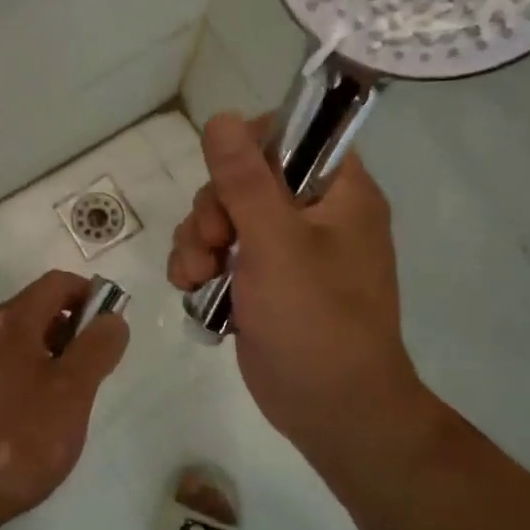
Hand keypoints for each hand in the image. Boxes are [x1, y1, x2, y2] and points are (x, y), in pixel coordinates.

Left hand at [0, 270, 129, 529]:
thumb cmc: (16, 439)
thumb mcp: (71, 393)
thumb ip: (96, 349)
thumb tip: (112, 318)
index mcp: (10, 322)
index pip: (58, 283)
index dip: (90, 295)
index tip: (112, 328)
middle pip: (36, 310)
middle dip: (72, 329)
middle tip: (93, 371)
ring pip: (17, 341)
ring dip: (49, 355)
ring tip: (66, 399)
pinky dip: (24, 376)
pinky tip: (32, 417)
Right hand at [168, 114, 429, 476]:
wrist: (331, 412)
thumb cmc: (316, 322)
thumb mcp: (277, 245)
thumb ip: (245, 180)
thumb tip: (220, 117)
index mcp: (338, 192)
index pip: (293, 134)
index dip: (251, 146)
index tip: (228, 176)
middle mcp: (312, 214)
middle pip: (243, 177)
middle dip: (213, 208)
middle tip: (214, 242)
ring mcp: (283, 250)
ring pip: (222, 216)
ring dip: (196, 240)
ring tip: (196, 276)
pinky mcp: (258, 282)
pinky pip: (217, 252)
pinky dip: (198, 266)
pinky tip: (191, 289)